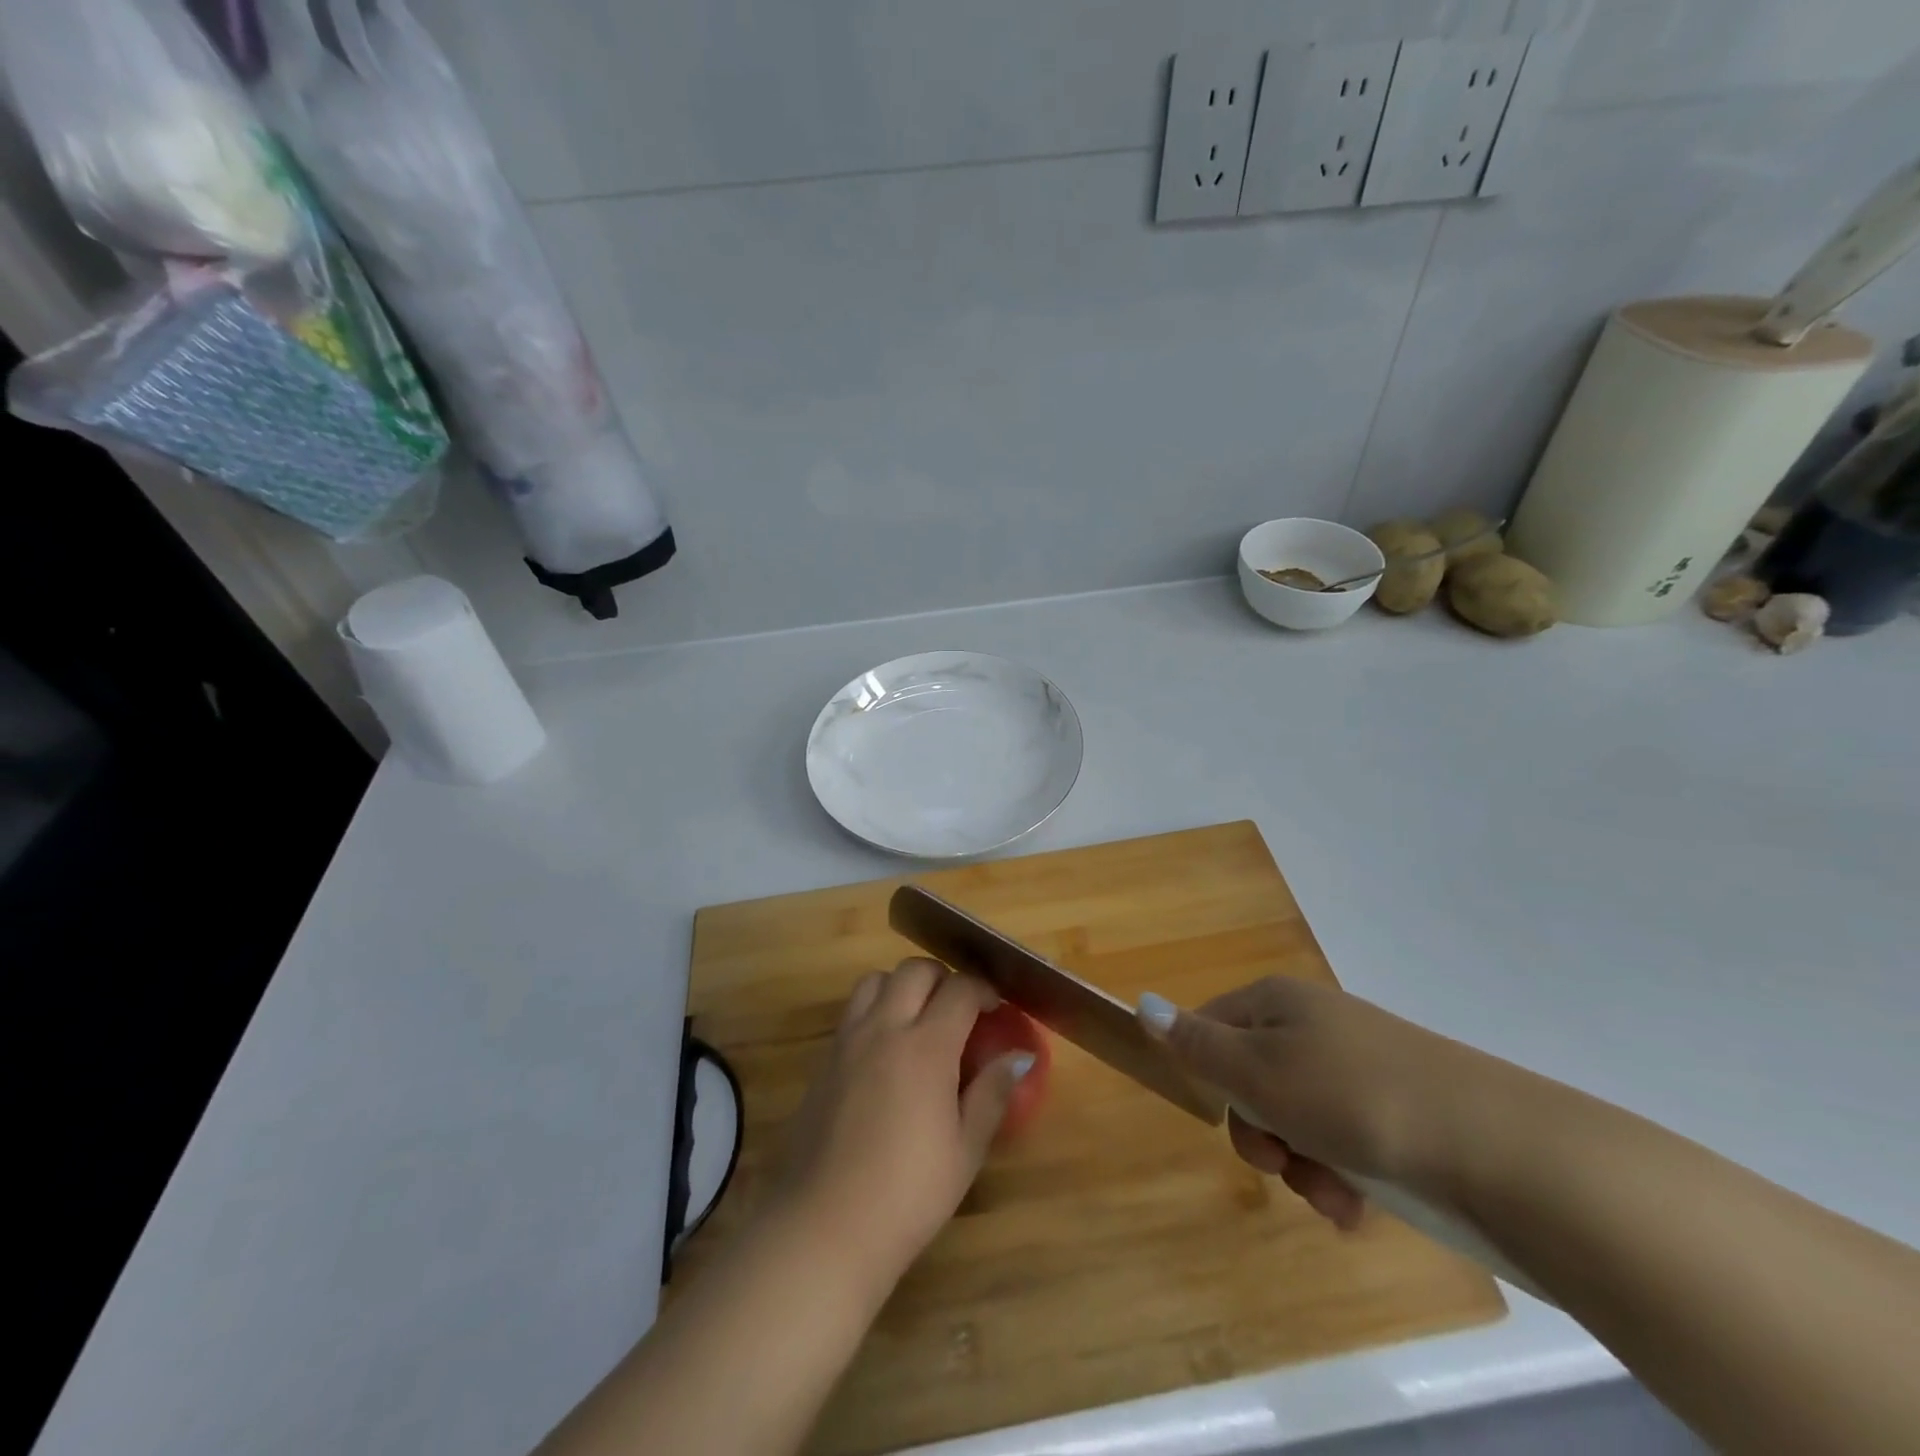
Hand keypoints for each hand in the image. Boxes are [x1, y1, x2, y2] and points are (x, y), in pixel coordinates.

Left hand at [765, 959, 1032, 1288]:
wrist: (825, 1225)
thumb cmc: (908, 1193)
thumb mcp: (965, 1150)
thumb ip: (992, 1093)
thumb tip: (1018, 1057)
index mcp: (926, 1046)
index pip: (960, 989)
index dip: (983, 990)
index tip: (996, 1008)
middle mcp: (884, 1028)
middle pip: (914, 970)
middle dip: (943, 978)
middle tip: (959, 1010)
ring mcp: (848, 1040)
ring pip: (876, 980)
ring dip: (902, 986)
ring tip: (918, 1020)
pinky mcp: (824, 1060)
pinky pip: (853, 1011)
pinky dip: (875, 1009)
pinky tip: (885, 1051)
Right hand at [1138, 978, 1488, 1228]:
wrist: (1497, 1146)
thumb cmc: (1353, 1097)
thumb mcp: (1260, 1071)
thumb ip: (1196, 1044)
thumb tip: (1142, 1004)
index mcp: (1277, 1001)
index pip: (1210, 1027)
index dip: (1209, 1076)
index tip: (1228, 1115)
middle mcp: (1313, 1025)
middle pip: (1252, 1079)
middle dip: (1260, 1133)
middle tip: (1281, 1162)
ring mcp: (1358, 1067)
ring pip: (1297, 1119)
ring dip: (1301, 1164)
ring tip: (1333, 1195)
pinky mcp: (1396, 1111)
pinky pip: (1343, 1140)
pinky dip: (1341, 1174)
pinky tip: (1357, 1204)